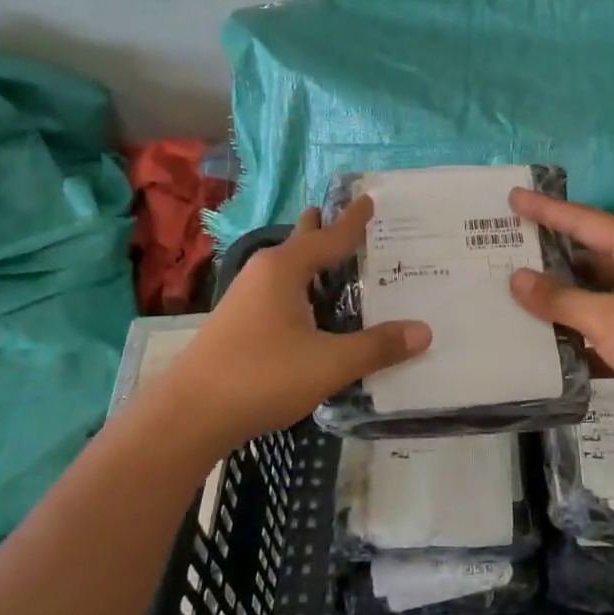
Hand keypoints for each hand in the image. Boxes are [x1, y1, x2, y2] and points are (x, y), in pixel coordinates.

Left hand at [141, 198, 430, 454]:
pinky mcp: (237, 323)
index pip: (329, 238)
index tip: (367, 200)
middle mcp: (263, 274)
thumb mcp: (329, 363)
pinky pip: (277, 289)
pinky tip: (304, 307)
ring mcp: (244, 298)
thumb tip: (424, 331)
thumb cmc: (262, 376)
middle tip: (341, 216)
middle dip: (321, 229)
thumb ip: (377, 347)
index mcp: (285, 270)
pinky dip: (298, 285)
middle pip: (300, 243)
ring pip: (286, 268)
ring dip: (308, 260)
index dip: (353, 222)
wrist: (189, 415)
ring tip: (327, 256)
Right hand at [507, 188, 613, 435]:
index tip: (514, 198)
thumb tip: (516, 279)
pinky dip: (569, 332)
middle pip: (584, 256)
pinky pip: (593, 328)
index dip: (547, 209)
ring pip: (587, 295)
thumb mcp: (607, 316)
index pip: (584, 221)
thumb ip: (559, 299)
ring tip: (510, 290)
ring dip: (556, 297)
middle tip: (505, 245)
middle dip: (547, 254)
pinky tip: (536, 336)